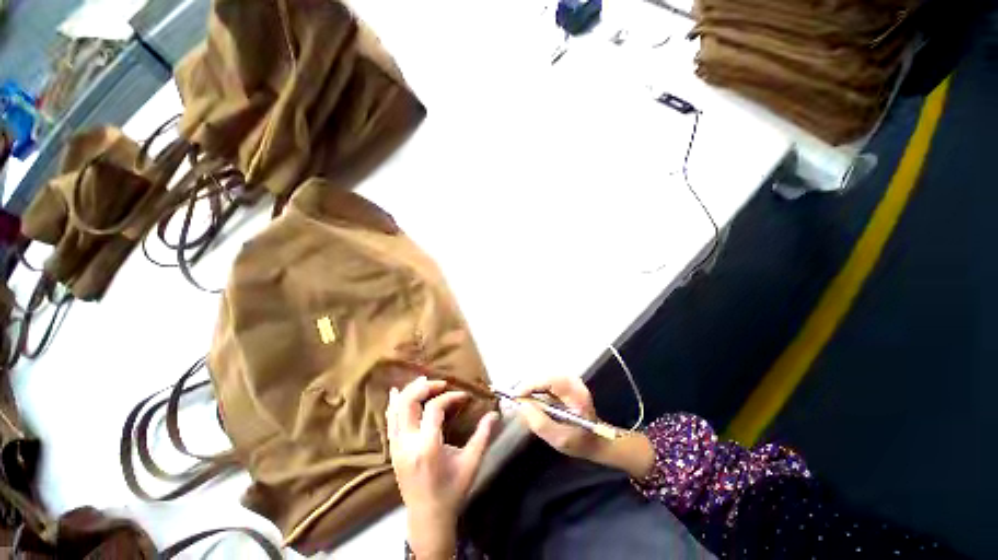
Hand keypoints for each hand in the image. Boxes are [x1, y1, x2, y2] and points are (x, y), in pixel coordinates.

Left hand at [386, 377, 498, 559]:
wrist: (427, 518)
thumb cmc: (452, 491)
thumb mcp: (471, 464)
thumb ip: (482, 436)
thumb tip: (495, 414)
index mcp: (427, 447)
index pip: (434, 408)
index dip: (450, 397)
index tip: (463, 396)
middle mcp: (407, 443)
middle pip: (409, 402)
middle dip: (426, 387)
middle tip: (442, 384)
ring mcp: (396, 446)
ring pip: (396, 408)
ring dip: (410, 391)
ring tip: (424, 381)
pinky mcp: (393, 449)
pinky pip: (389, 420)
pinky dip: (393, 403)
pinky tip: (396, 391)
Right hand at [514, 375, 607, 461]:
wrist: (597, 439)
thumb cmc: (581, 441)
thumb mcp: (560, 439)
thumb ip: (541, 424)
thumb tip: (522, 406)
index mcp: (577, 394)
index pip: (550, 381)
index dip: (531, 385)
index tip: (517, 397)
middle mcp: (573, 382)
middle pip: (545, 376)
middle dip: (529, 386)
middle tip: (517, 400)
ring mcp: (569, 380)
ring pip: (543, 376)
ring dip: (531, 386)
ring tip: (522, 400)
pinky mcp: (564, 382)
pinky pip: (545, 380)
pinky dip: (535, 387)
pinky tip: (531, 398)